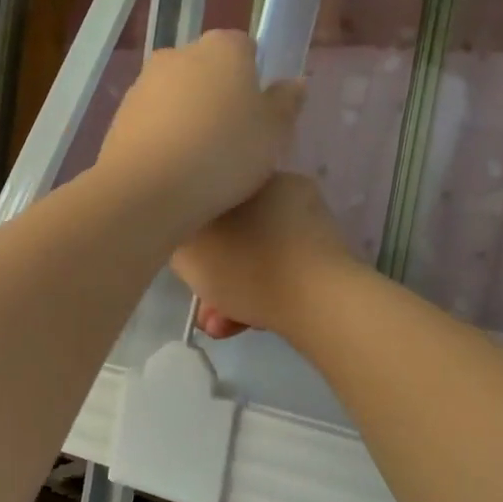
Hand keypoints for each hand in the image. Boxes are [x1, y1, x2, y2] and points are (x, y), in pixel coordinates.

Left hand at [95, 31, 303, 234]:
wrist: (147, 190)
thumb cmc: (224, 154)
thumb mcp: (274, 133)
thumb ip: (286, 103)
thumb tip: (294, 83)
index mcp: (223, 47)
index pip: (246, 49)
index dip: (256, 81)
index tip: (260, 117)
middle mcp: (179, 53)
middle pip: (209, 71)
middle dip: (220, 98)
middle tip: (234, 142)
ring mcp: (144, 82)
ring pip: (178, 96)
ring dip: (190, 118)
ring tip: (202, 162)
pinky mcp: (121, 114)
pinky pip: (154, 121)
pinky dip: (164, 137)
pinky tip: (173, 170)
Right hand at [172, 173, 359, 340]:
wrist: (321, 303)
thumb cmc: (247, 266)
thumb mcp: (189, 250)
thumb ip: (176, 236)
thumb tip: (183, 234)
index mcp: (253, 174)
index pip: (209, 199)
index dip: (190, 236)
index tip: (185, 265)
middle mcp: (285, 192)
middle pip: (232, 236)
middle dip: (212, 276)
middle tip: (202, 308)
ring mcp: (310, 227)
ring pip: (255, 260)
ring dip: (231, 293)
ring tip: (220, 326)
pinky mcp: (326, 261)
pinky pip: (279, 276)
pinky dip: (260, 298)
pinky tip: (245, 326)